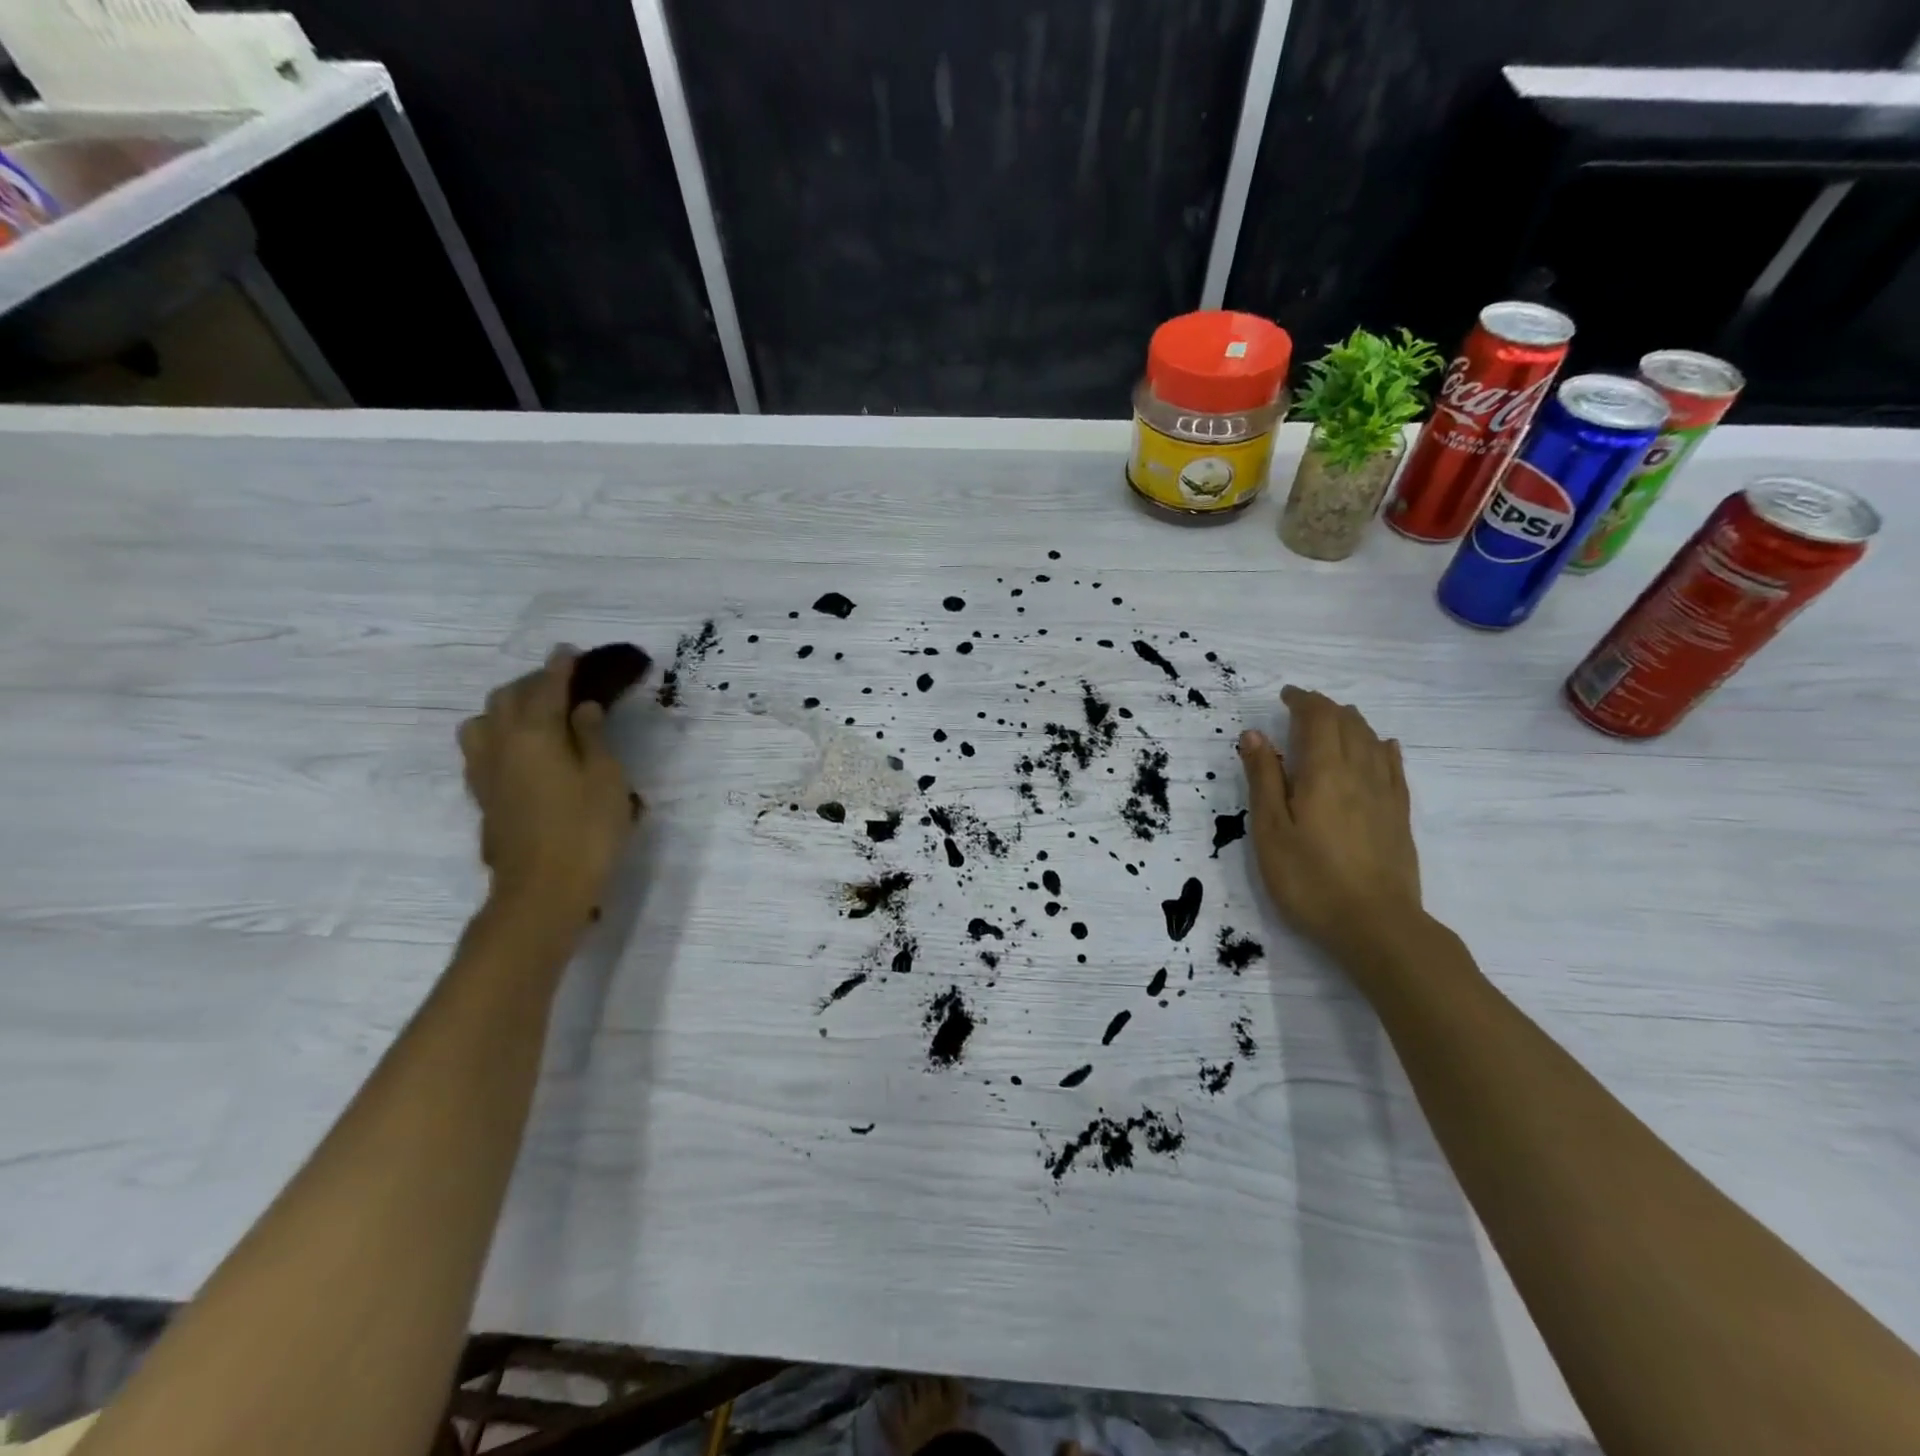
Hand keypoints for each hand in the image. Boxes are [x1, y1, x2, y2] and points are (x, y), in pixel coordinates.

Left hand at [458, 647, 638, 923]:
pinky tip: (519, 749)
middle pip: (507, 697)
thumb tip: (582, 708)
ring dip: (507, 708)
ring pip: (483, 721)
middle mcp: (501, 744)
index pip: (546, 687)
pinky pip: (481, 748)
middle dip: (532, 682)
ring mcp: (485, 771)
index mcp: (535, 733)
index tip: (570, 651)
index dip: (560, 667)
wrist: (542, 890)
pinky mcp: (482, 797)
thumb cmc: (586, 830)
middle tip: (561, 684)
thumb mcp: (606, 778)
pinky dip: (499, 734)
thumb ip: (593, 737)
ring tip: (534, 714)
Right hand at [1238, 686, 1422, 965]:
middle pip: (1348, 723)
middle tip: (1301, 709)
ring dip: (1351, 722)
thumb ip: (1264, 779)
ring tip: (1333, 723)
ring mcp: (1385, 793)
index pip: (1318, 718)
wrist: (1376, 925)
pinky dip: (1382, 747)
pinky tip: (1381, 747)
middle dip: (1325, 708)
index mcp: (1324, 771)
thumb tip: (1255, 734)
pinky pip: (1393, 766)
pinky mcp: (1400, 815)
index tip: (1285, 696)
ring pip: (1372, 740)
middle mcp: (1360, 772)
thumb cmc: (1309, 879)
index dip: (1303, 700)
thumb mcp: (1270, 830)